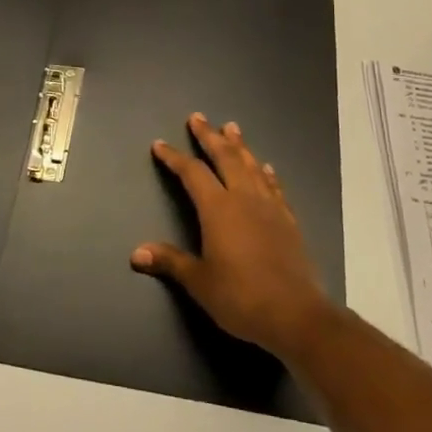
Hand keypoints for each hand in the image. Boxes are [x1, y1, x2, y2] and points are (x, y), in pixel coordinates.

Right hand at [132, 113, 337, 363]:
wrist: (295, 314)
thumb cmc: (240, 297)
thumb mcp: (199, 282)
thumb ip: (170, 262)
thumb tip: (136, 253)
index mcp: (218, 209)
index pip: (192, 173)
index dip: (175, 158)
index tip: (161, 145)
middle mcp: (243, 198)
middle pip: (224, 157)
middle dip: (209, 136)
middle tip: (198, 117)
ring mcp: (269, 207)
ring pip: (251, 166)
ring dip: (239, 145)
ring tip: (231, 127)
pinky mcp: (288, 220)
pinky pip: (274, 186)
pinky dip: (266, 173)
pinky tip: (265, 167)